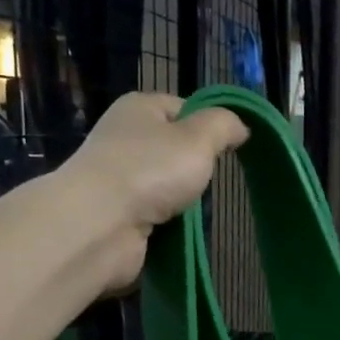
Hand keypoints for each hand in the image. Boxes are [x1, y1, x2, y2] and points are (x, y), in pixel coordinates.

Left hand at [57, 93, 247, 288]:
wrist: (100, 226)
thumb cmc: (151, 170)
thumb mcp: (199, 137)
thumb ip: (224, 126)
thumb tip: (239, 127)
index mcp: (139, 109)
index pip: (183, 108)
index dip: (209, 125)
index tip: (229, 147)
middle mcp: (124, 139)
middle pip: (174, 150)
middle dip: (195, 168)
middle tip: (210, 181)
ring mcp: (118, 180)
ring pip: (166, 187)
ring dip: (184, 202)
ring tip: (195, 211)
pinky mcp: (117, 216)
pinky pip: (155, 217)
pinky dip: (169, 226)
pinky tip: (179, 232)